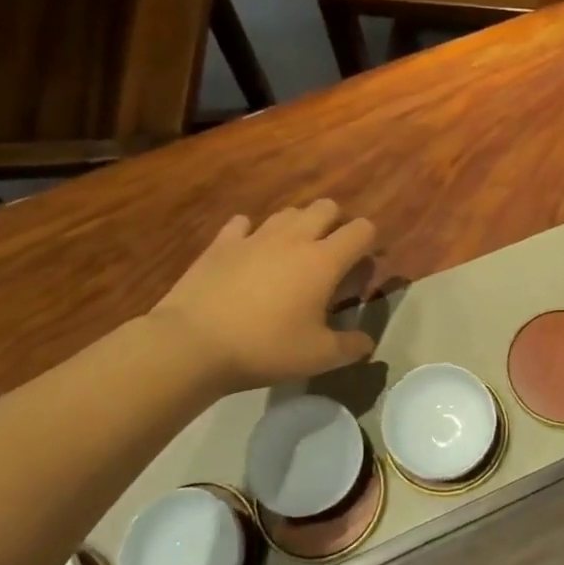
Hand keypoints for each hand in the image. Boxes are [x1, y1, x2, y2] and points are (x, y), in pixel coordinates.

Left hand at [149, 201, 376, 393]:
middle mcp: (293, 238)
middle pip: (326, 207)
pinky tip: (249, 254)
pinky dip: (251, 233)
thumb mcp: (318, 358)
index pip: (362, 230)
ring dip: (298, 227)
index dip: (370, 244)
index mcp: (323, 261)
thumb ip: (351, 346)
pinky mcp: (221, 244)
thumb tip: (367, 341)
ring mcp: (254, 237)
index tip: (363, 270)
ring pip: (288, 212)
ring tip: (292, 257)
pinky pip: (242, 224)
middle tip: (330, 258)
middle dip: (336, 224)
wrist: (193, 343)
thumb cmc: (264, 348)